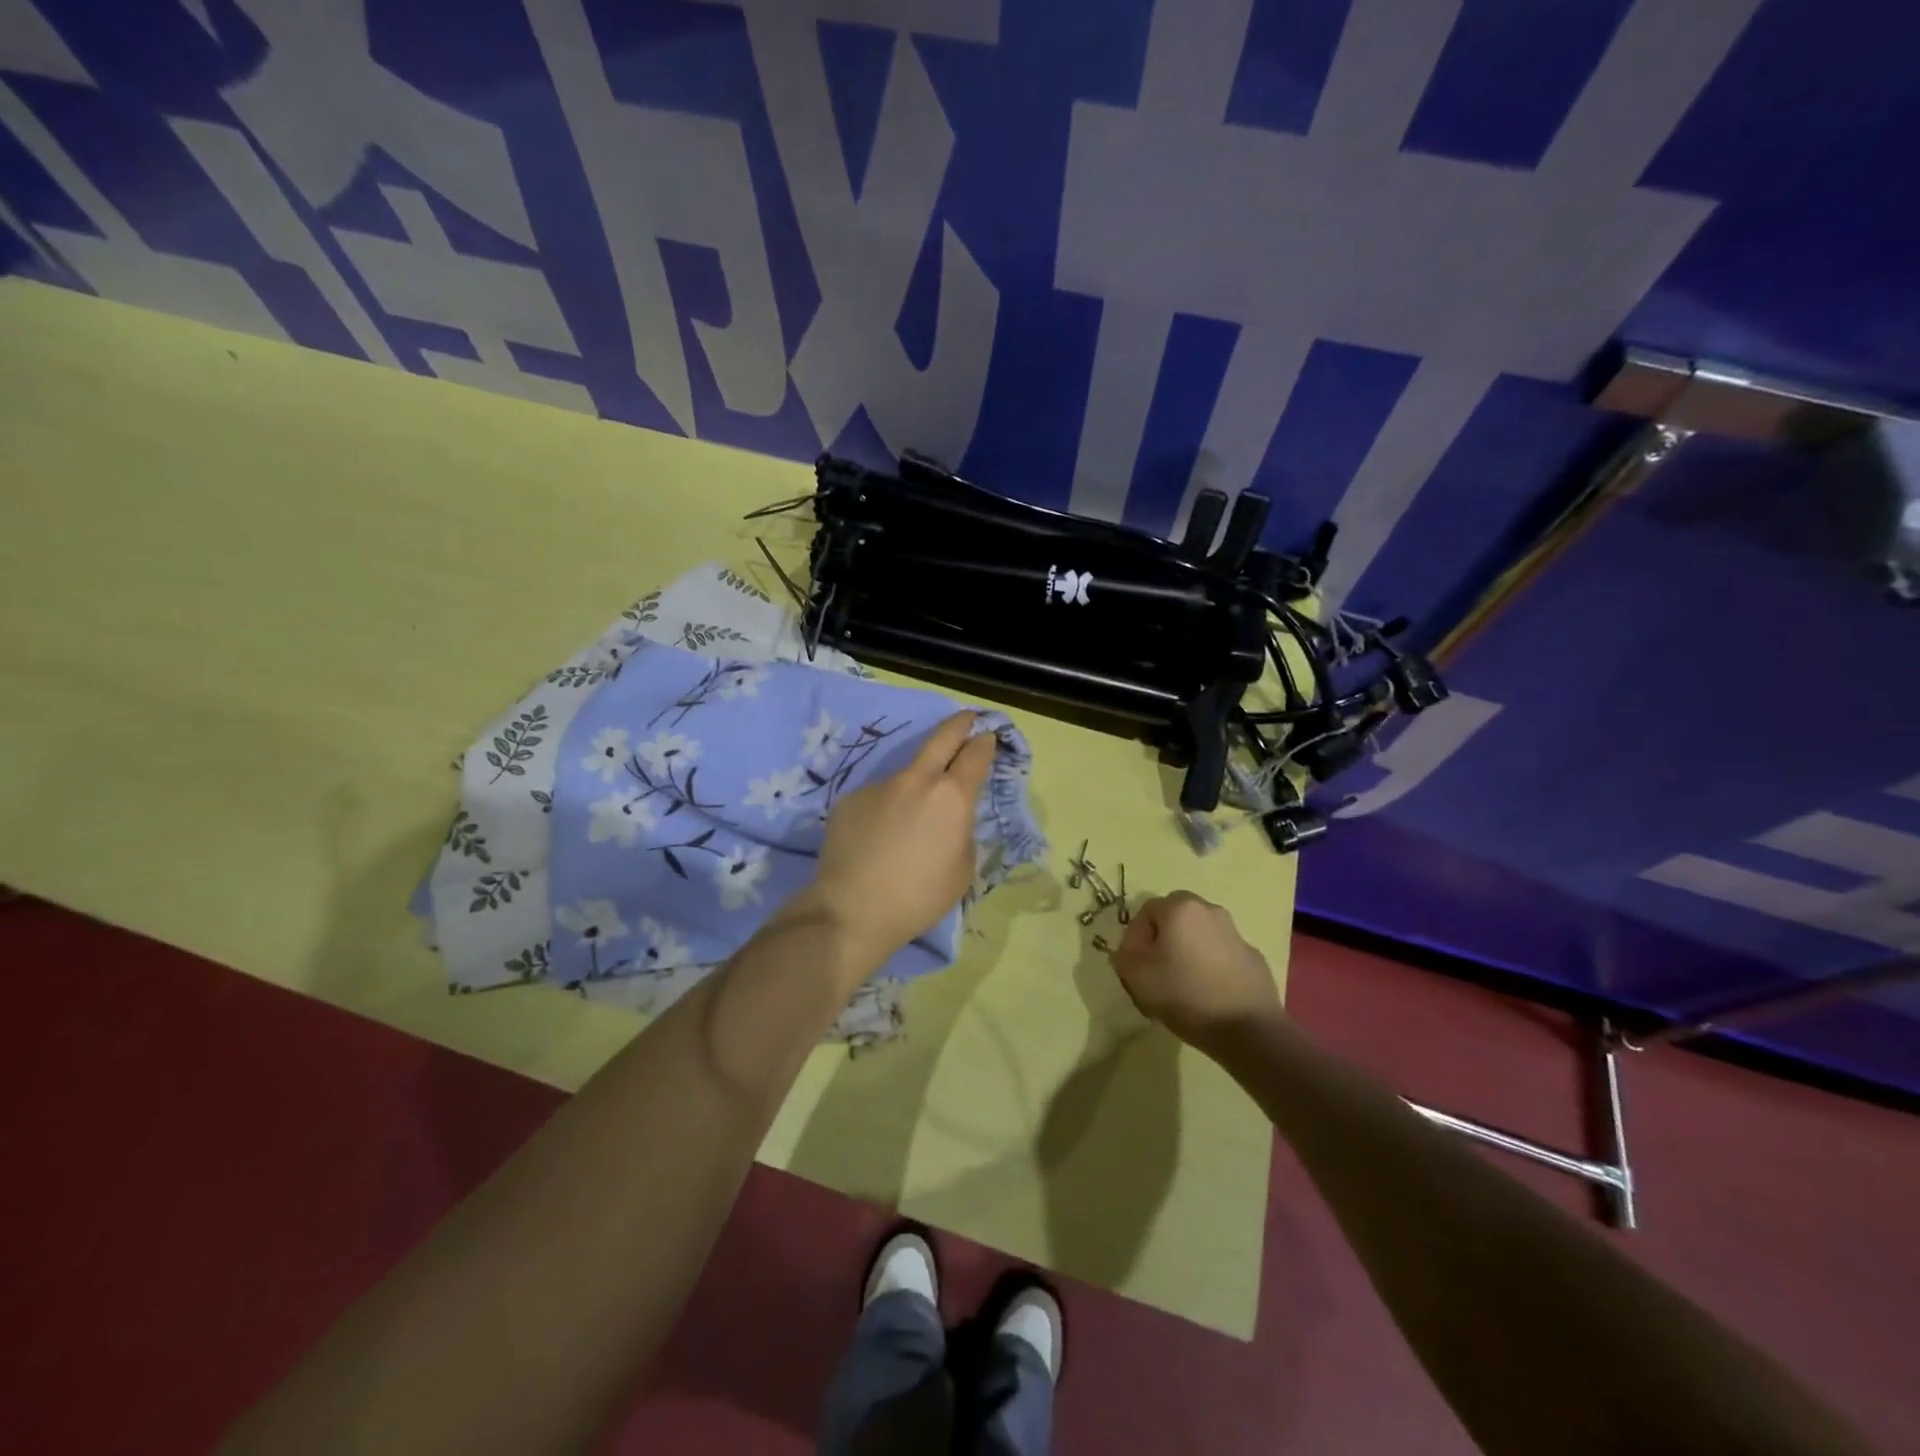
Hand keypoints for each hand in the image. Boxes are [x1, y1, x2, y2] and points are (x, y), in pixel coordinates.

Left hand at [804, 711, 996, 970]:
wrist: (851, 911)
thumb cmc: (918, 898)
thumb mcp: (962, 870)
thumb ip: (962, 833)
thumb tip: (951, 819)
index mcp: (952, 797)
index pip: (975, 754)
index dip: (985, 742)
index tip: (988, 737)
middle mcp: (916, 780)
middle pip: (942, 737)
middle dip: (959, 723)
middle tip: (967, 718)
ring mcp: (879, 785)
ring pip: (906, 776)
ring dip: (915, 787)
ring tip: (908, 825)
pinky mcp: (850, 798)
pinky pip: (877, 798)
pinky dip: (885, 811)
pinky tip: (877, 839)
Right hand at [1108, 891, 1281, 1048]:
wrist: (1248, 1029)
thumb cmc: (1186, 995)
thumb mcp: (1137, 977)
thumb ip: (1123, 956)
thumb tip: (1127, 951)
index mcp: (1181, 909)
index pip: (1146, 910)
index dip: (1135, 937)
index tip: (1135, 965)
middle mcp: (1210, 911)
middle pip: (1175, 917)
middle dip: (1162, 938)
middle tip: (1156, 969)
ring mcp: (1236, 934)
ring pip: (1200, 934)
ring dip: (1187, 950)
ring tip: (1182, 984)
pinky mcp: (1253, 957)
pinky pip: (1222, 954)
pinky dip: (1211, 965)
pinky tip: (1209, 993)